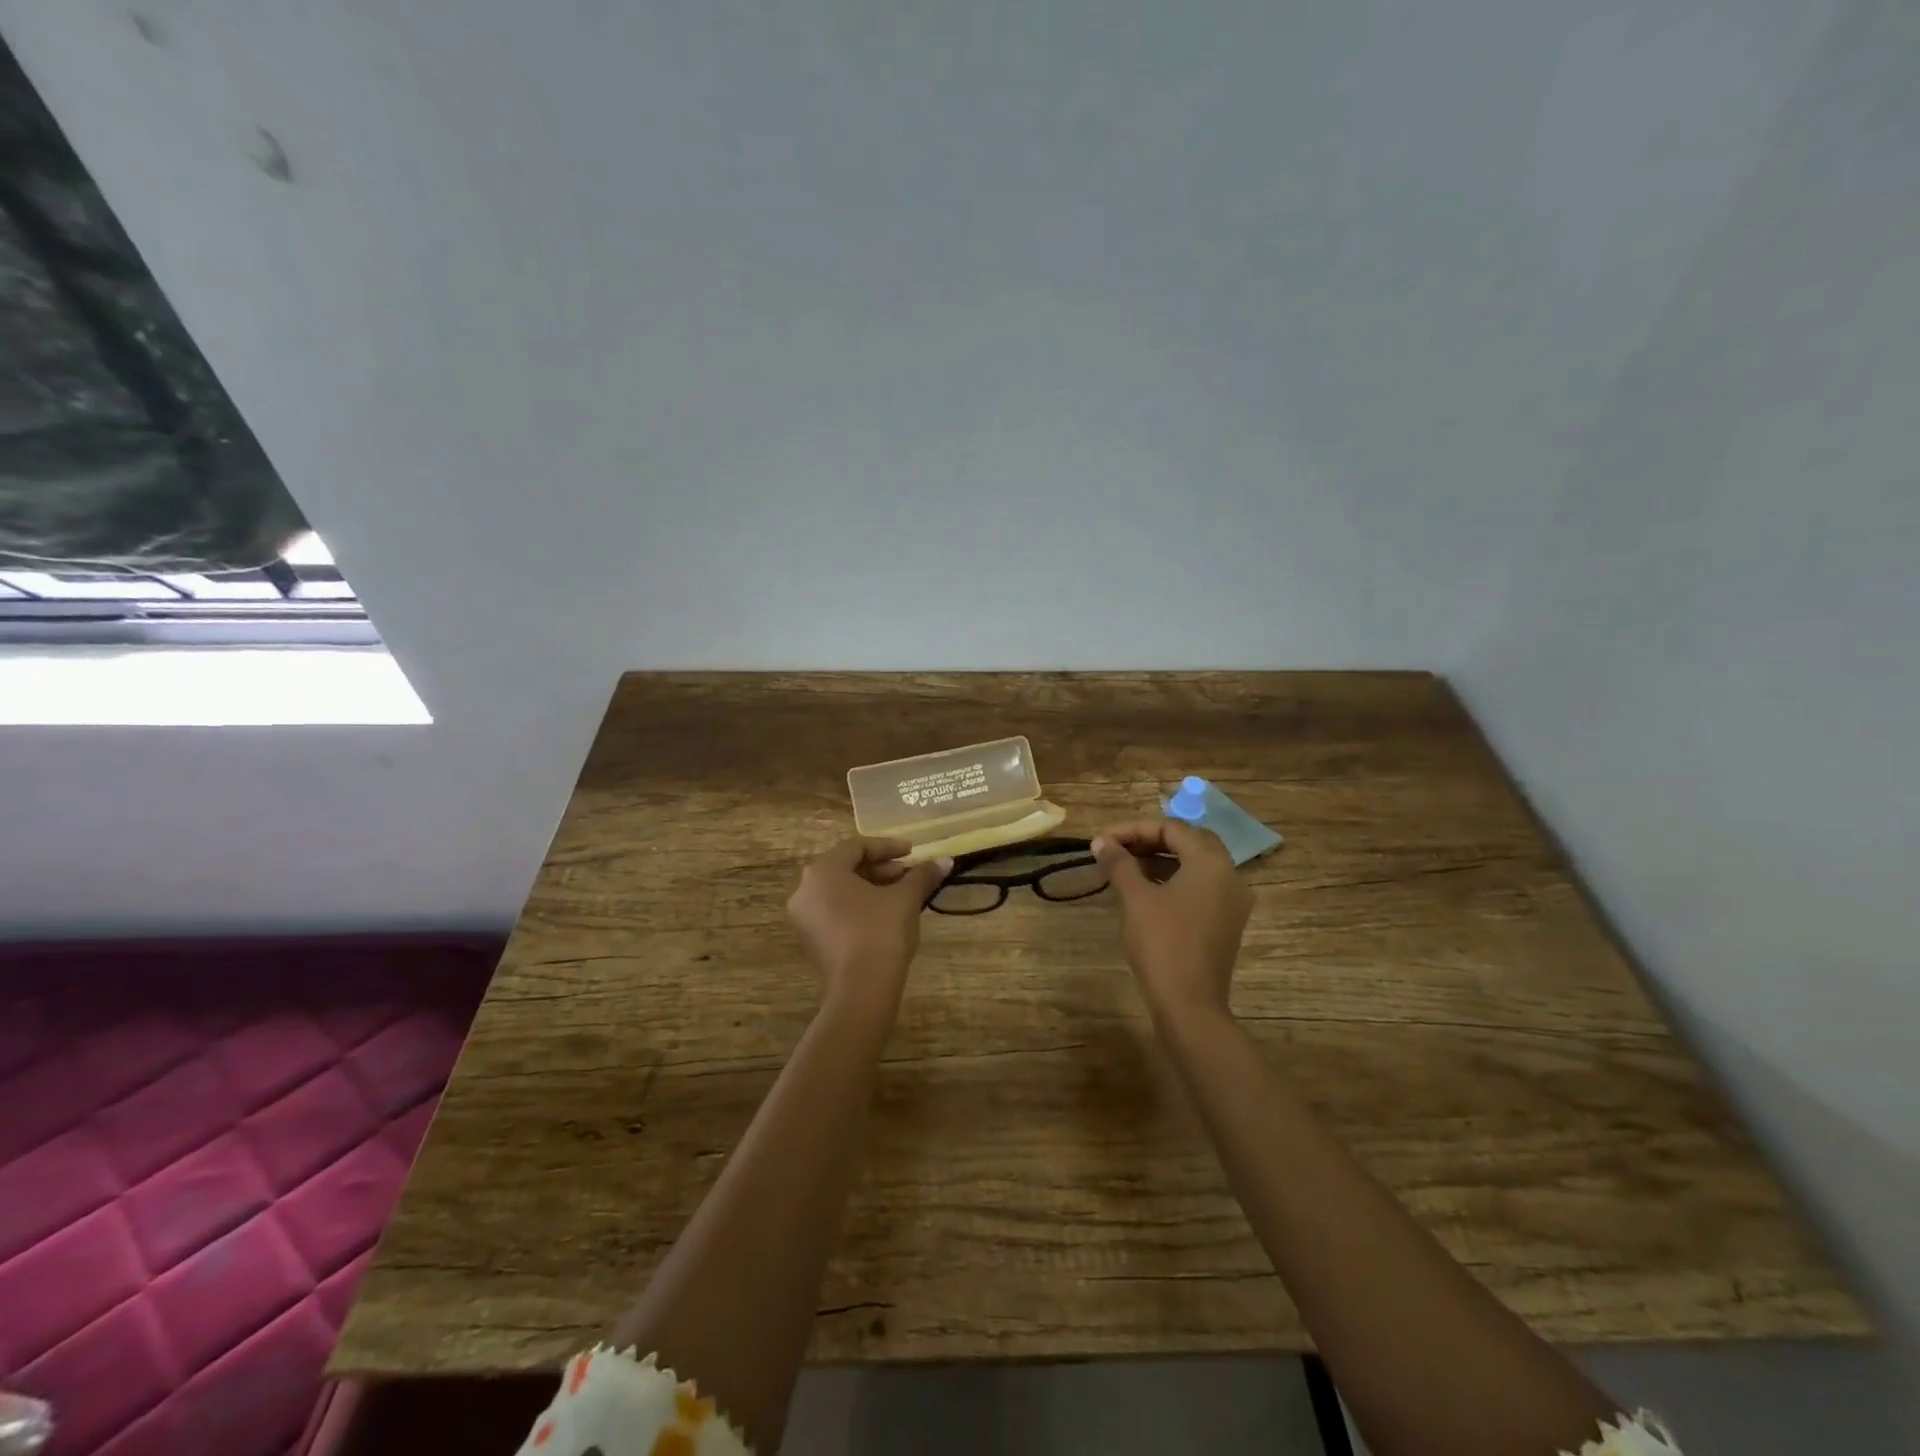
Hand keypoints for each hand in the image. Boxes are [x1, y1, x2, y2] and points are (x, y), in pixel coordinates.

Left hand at [786, 839, 949, 1017]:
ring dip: (871, 888)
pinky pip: (834, 911)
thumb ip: (922, 875)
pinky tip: (885, 916)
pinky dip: (858, 907)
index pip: (856, 847)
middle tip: (909, 875)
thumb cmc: (880, 932)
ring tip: (901, 895)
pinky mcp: (810, 941)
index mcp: (823, 871)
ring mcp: (804, 918)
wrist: (861, 991)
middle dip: (880, 869)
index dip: (888, 847)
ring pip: (840, 891)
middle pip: (846, 868)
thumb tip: (945, 860)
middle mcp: (805, 889)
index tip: (913, 853)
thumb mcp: (906, 899)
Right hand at [1092, 819, 1251, 1024]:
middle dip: (1149, 839)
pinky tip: (1144, 889)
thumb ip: (1119, 864)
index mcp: (1212, 862)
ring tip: (1124, 866)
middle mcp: (1230, 875)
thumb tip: (1101, 842)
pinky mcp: (1225, 923)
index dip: (1133, 829)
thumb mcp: (1136, 899)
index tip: (1102, 840)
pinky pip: (1199, 887)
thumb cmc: (1163, 944)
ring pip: (1195, 865)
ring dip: (1160, 859)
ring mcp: (1231, 901)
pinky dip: (1173, 879)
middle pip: (1188, 842)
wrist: (1190, 1005)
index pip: (1171, 828)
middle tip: (1116, 848)